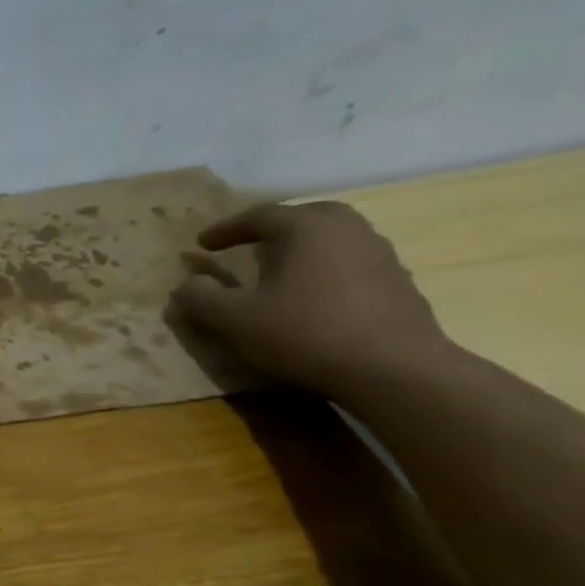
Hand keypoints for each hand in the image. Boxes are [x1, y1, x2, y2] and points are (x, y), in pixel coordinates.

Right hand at [169, 201, 453, 399]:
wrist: (394, 369)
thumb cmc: (305, 334)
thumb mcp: (235, 320)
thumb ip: (202, 299)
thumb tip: (186, 284)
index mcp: (306, 228)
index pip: (258, 215)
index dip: (225, 229)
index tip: (202, 244)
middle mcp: (347, 229)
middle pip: (305, 216)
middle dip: (272, 228)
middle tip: (249, 244)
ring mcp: (379, 254)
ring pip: (332, 238)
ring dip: (302, 248)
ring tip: (280, 270)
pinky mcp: (398, 282)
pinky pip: (351, 262)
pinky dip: (326, 269)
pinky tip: (314, 296)